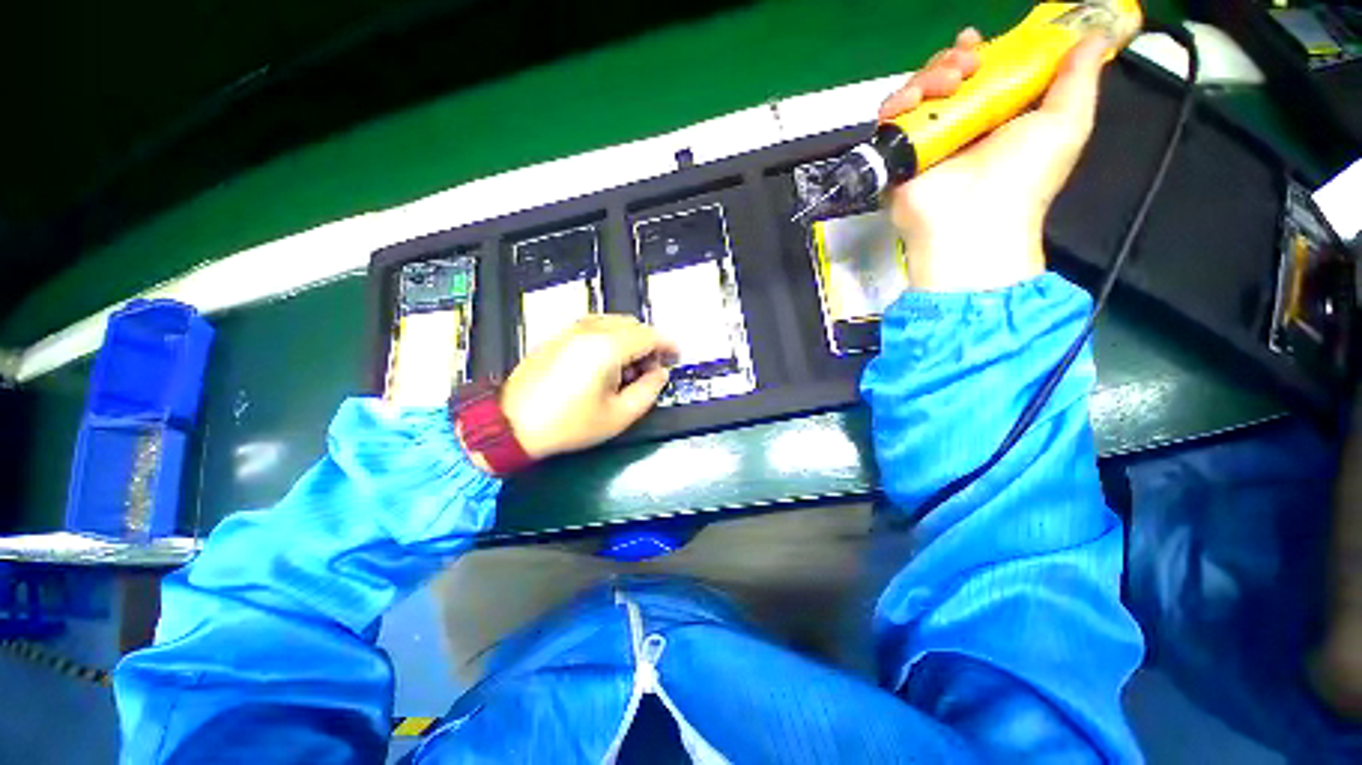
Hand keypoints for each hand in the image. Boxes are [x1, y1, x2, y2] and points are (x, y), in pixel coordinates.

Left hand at [500, 315, 678, 459]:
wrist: (513, 424)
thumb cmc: (569, 424)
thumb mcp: (619, 415)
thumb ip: (649, 390)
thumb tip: (661, 373)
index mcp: (607, 347)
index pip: (649, 335)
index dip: (668, 344)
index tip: (677, 356)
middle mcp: (589, 330)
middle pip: (633, 325)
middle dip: (649, 343)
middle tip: (651, 370)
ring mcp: (571, 330)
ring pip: (614, 323)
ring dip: (629, 340)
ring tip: (628, 370)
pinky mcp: (559, 336)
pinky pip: (594, 327)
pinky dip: (610, 339)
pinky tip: (605, 365)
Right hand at [878, 28, 1110, 291]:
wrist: (972, 221)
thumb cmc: (1023, 176)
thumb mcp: (1066, 124)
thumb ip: (1080, 79)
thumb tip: (1095, 36)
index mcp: (996, 117)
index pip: (982, 73)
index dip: (979, 52)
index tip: (977, 42)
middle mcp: (959, 126)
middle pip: (946, 78)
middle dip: (953, 60)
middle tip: (967, 64)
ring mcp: (926, 141)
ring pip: (918, 93)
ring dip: (929, 76)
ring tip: (947, 84)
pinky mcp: (898, 155)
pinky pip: (890, 120)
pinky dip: (898, 104)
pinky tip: (912, 102)